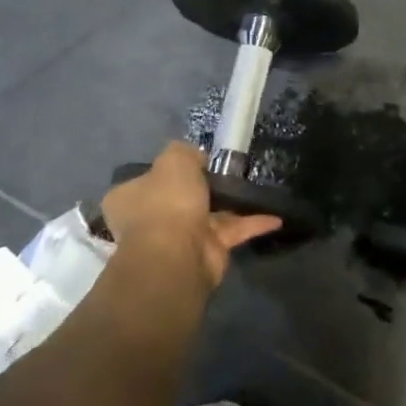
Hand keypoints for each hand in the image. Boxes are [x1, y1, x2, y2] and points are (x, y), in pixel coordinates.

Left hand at [100, 142, 281, 293]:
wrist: (178, 254)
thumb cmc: (167, 202)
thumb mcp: (175, 159)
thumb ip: (185, 151)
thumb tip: (196, 158)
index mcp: (130, 197)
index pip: (146, 179)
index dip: (167, 169)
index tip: (193, 160)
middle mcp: (150, 219)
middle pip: (179, 198)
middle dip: (202, 188)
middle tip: (228, 171)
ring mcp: (178, 238)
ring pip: (209, 215)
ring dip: (231, 204)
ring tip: (255, 187)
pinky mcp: (206, 252)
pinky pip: (232, 232)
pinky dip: (253, 223)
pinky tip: (276, 216)